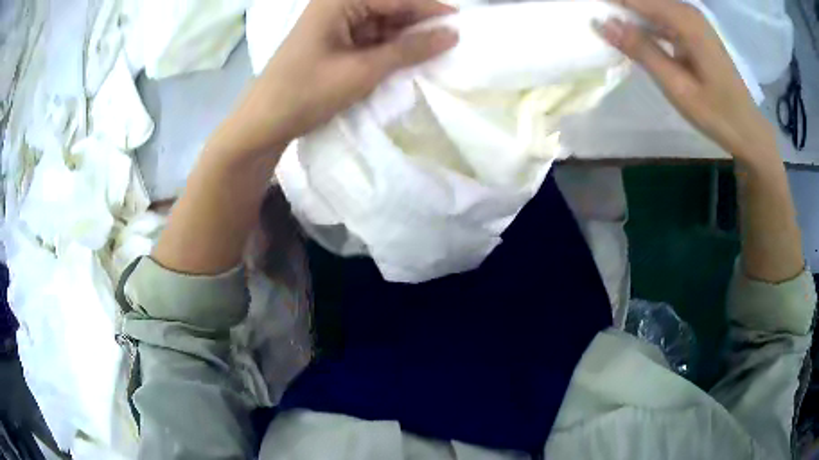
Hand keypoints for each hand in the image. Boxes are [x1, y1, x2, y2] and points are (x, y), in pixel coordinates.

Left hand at [225, 0, 457, 154]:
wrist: (264, 123)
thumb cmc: (307, 92)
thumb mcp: (363, 70)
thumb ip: (408, 50)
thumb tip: (451, 34)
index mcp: (339, 1)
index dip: (431, 9)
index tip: (461, 23)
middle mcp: (337, 5)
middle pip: (390, 8)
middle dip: (419, 23)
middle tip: (451, 40)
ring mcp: (335, 24)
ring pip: (382, 23)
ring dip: (405, 37)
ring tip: (435, 52)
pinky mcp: (334, 42)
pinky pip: (371, 38)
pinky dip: (389, 48)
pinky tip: (408, 58)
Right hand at [595, 0, 777, 166]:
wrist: (747, 129)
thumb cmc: (716, 113)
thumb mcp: (677, 86)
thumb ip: (642, 50)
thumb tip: (601, 22)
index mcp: (685, 20)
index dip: (610, 1)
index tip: (586, 8)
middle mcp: (687, 11)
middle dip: (619, 5)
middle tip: (594, 16)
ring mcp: (692, 20)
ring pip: (651, 6)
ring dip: (630, 13)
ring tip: (609, 25)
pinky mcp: (693, 30)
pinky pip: (661, 16)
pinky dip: (645, 23)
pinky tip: (632, 32)